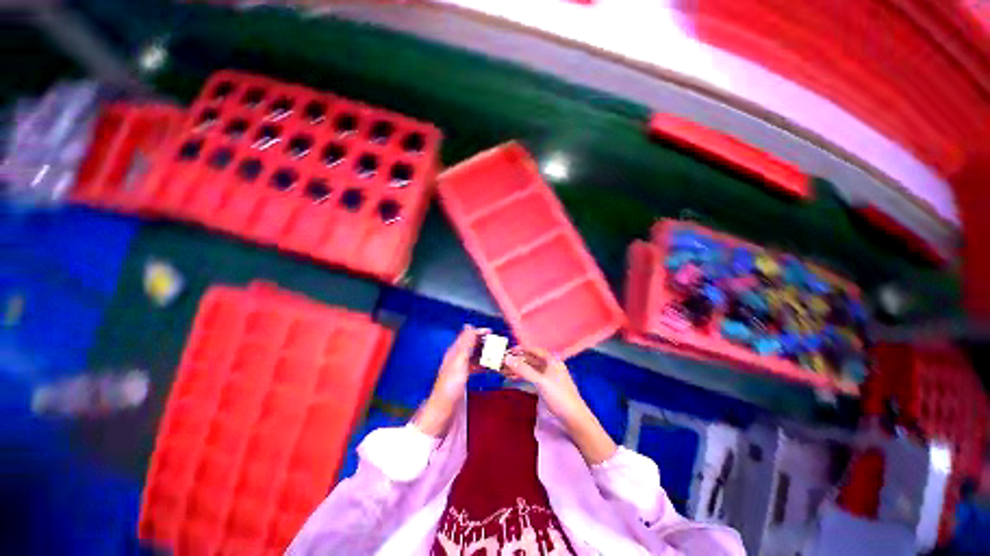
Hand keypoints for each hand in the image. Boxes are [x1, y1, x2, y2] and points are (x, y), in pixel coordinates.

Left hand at [412, 325, 487, 436]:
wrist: (444, 408)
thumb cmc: (451, 384)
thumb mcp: (459, 361)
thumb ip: (465, 344)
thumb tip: (470, 325)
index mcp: (455, 351)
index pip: (468, 336)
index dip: (479, 332)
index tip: (492, 332)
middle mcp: (457, 356)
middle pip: (472, 344)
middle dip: (485, 342)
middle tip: (498, 344)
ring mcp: (460, 367)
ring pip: (475, 354)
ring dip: (485, 352)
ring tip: (497, 354)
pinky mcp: (463, 376)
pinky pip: (475, 365)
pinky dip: (483, 363)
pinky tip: (490, 366)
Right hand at [503, 348, 586, 425]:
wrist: (574, 418)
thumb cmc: (559, 396)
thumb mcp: (540, 381)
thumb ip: (523, 369)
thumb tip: (507, 358)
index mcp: (552, 360)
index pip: (534, 350)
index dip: (521, 349)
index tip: (507, 351)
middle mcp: (550, 366)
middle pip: (531, 360)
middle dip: (517, 360)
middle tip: (502, 362)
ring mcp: (549, 377)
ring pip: (530, 370)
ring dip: (518, 369)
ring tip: (503, 371)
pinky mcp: (547, 388)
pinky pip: (532, 379)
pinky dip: (522, 378)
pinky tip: (512, 379)